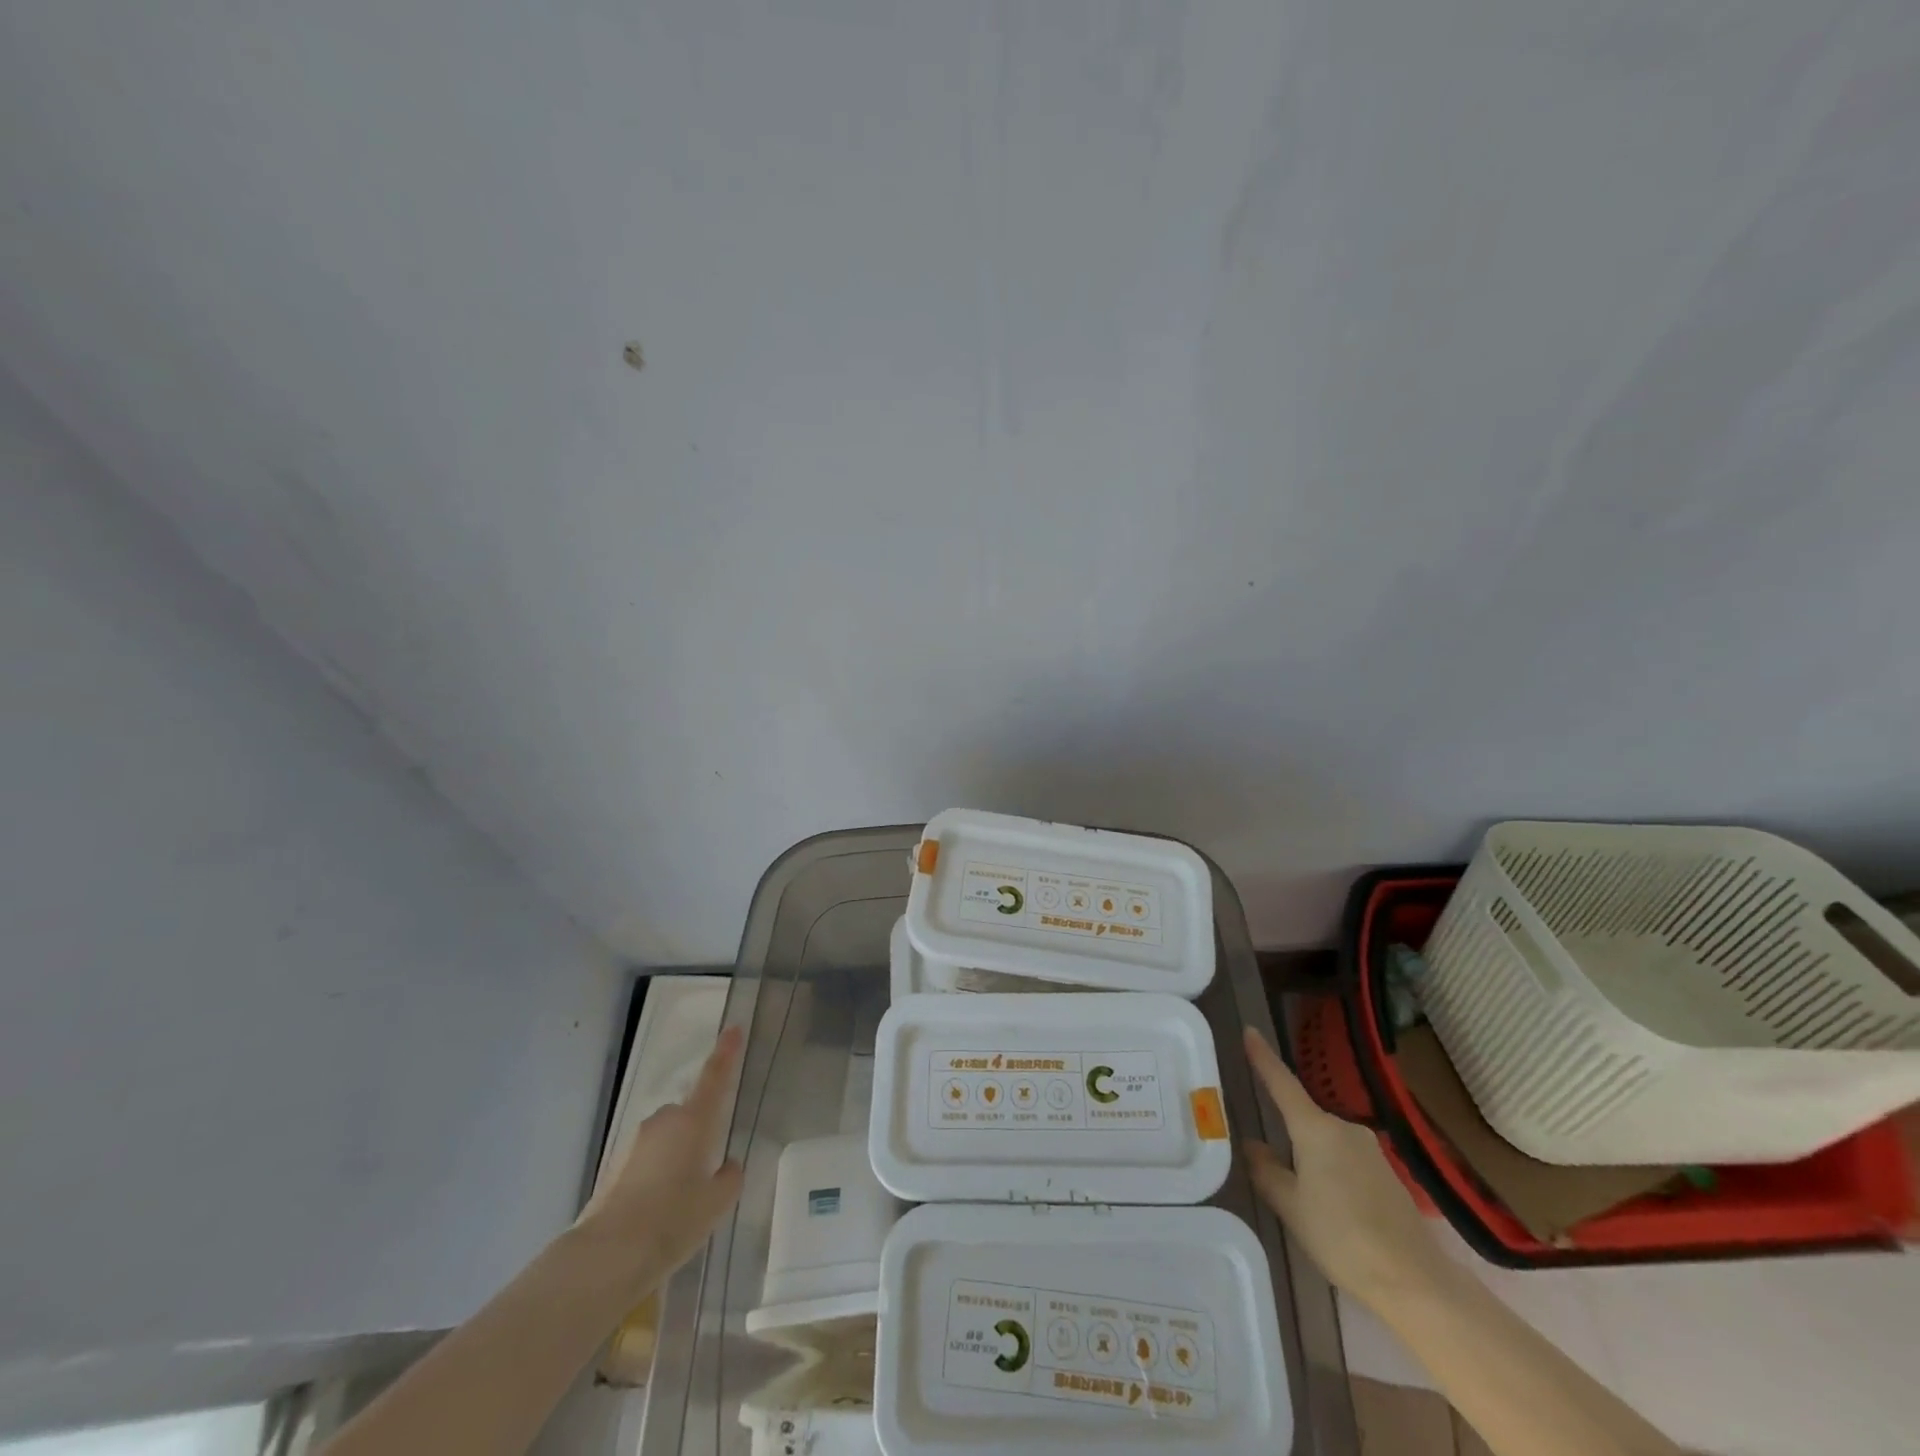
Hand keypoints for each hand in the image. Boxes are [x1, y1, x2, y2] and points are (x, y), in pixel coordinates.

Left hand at [573, 1025, 745, 1296]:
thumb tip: (726, 1165)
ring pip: (666, 1139)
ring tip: (680, 1202)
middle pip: (689, 1115)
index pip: (715, 1077)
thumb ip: (729, 1177)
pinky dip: (655, 1176)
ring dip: (675, 1157)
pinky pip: (647, 1160)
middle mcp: (664, 1121)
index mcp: (694, 1121)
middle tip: (706, 1171)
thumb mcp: (717, 1203)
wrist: (607, 1256)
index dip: (726, 1052)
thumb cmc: (672, 1221)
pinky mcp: (615, 1165)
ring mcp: (634, 1142)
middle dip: (698, 1134)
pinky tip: (657, 1211)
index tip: (733, 1027)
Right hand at [1242, 1027, 1443, 1309]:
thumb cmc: (1342, 1238)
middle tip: (1270, 1159)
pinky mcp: (1385, 1172)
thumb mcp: (1290, 1207)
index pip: (1282, 1082)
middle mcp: (1343, 1127)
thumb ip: (1266, 1170)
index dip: (1263, 1057)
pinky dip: (1329, 1169)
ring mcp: (1368, 1149)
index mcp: (1316, 1128)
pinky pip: (1344, 1158)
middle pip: (1303, 1116)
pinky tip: (1330, 1205)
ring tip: (1300, 1192)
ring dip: (1309, 1155)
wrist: (1416, 1281)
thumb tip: (1252, 1144)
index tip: (1249, 1031)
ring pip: (1324, 1140)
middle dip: (1286, 1131)